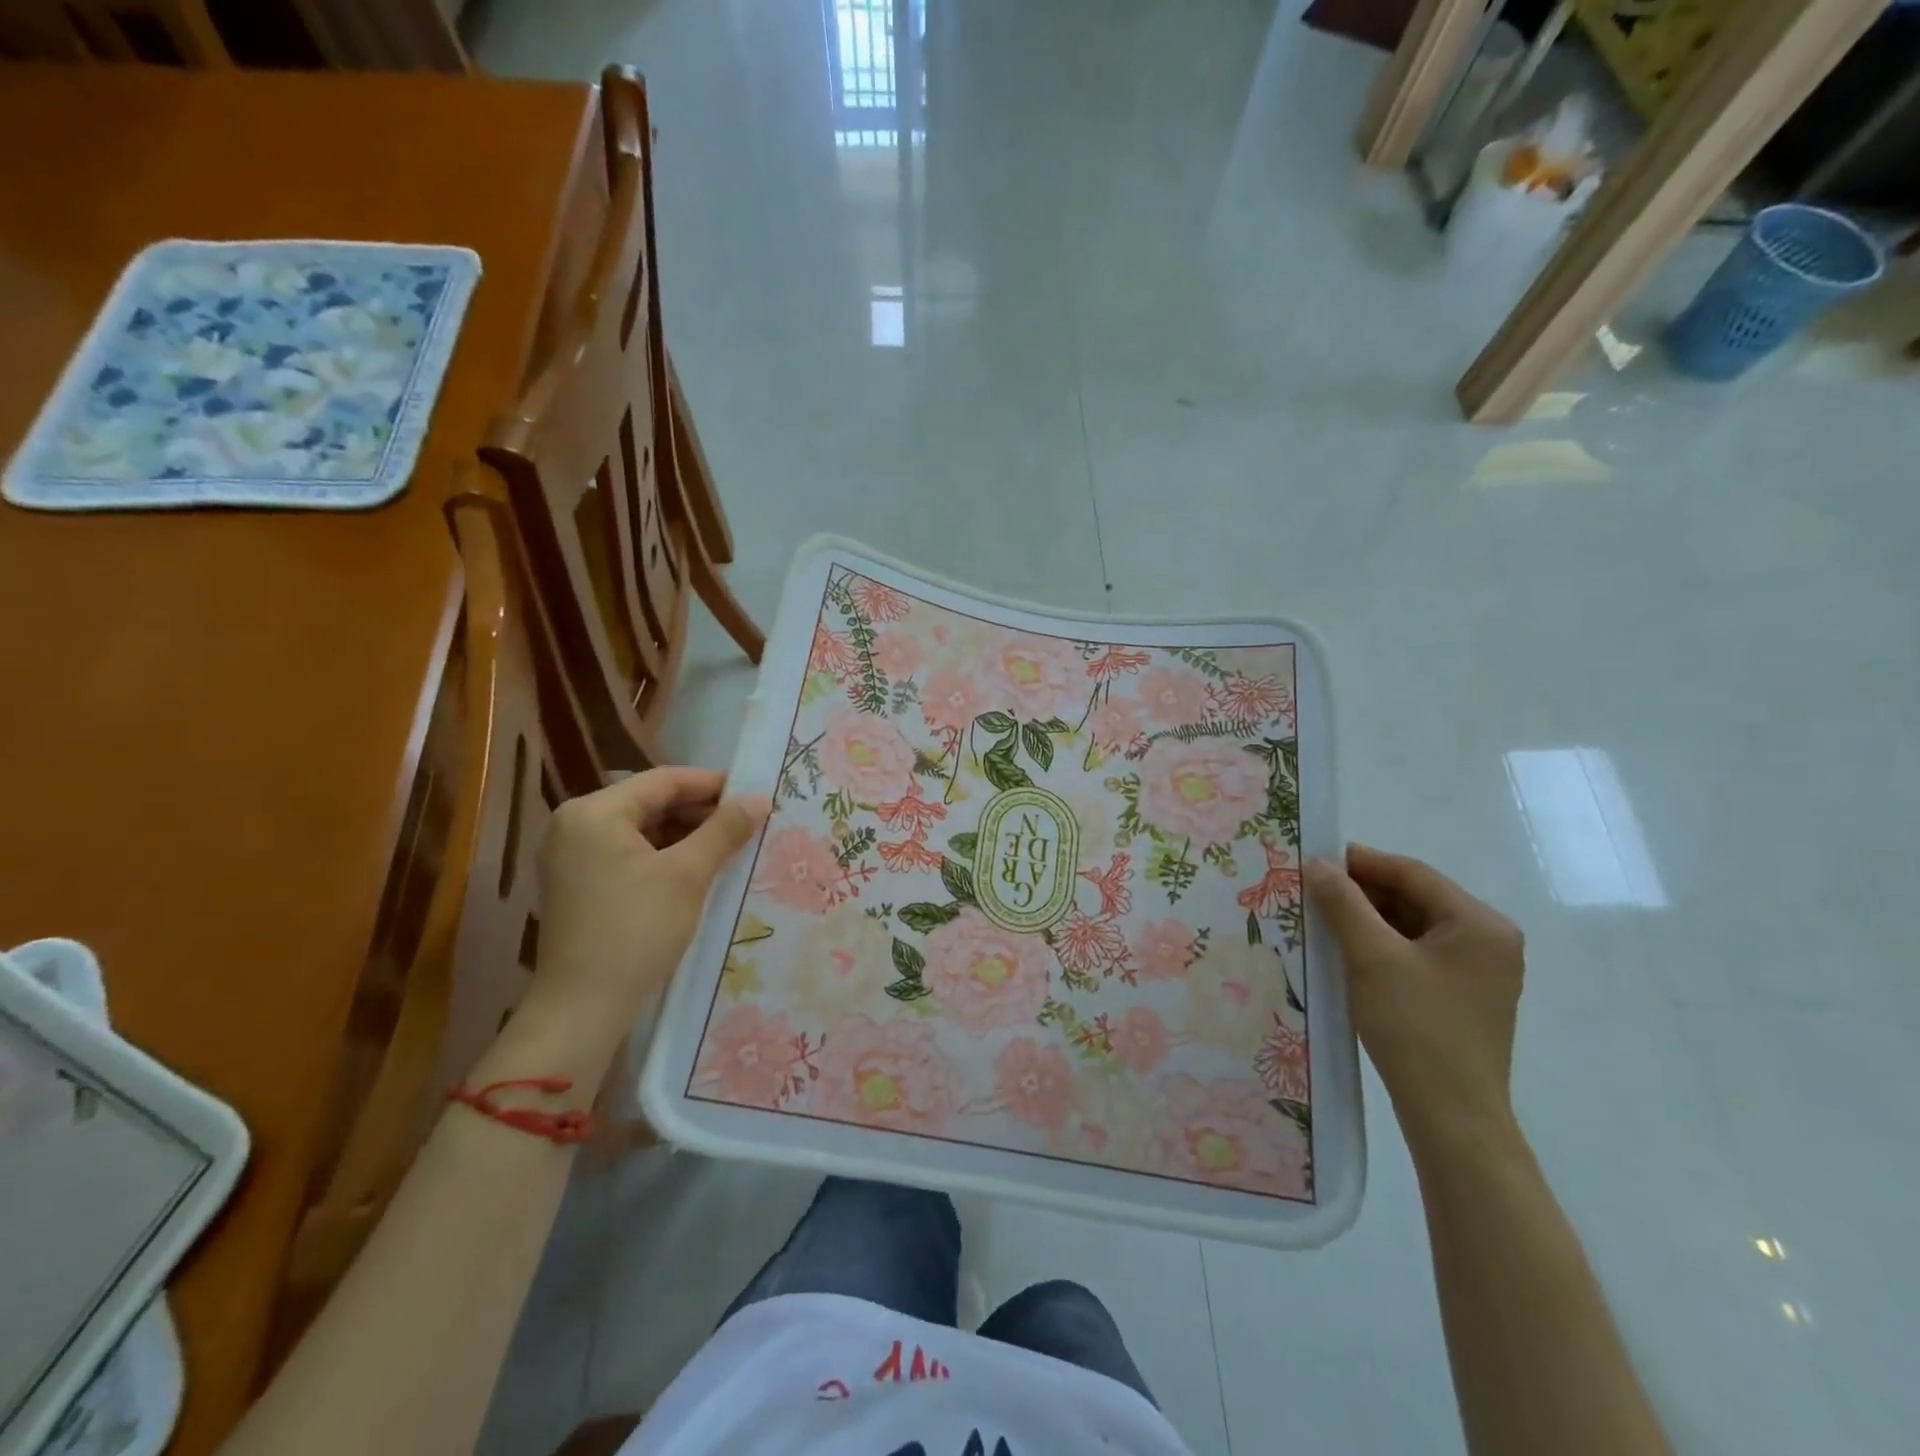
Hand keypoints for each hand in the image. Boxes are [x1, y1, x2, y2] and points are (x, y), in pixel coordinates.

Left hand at [533, 768, 768, 1034]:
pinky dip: (663, 856)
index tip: (754, 794)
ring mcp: (571, 856)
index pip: (664, 780)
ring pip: (640, 830)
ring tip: (729, 846)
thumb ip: (724, 830)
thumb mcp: (688, 875)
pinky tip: (697, 869)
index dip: (713, 784)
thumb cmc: (636, 930)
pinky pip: (627, 854)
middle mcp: (575, 824)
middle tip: (746, 823)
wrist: (582, 1008)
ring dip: (684, 835)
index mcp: (594, 812)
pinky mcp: (576, 884)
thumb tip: (760, 798)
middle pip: (650, 803)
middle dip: (700, 812)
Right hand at [1304, 845, 1524, 1154]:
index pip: (1412, 874)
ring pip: (1413, 926)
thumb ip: (1344, 903)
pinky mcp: (1463, 996)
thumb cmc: (1415, 1027)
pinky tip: (1346, 951)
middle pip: (1415, 898)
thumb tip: (1319, 863)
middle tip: (1312, 890)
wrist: (1451, 1115)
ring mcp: (1479, 971)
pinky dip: (1382, 946)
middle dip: (1363, 892)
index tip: (1315, 860)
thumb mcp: (1371, 957)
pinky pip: (1417, 953)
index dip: (1361, 862)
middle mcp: (1488, 940)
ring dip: (1369, 919)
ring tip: (1322, 919)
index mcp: (1479, 924)